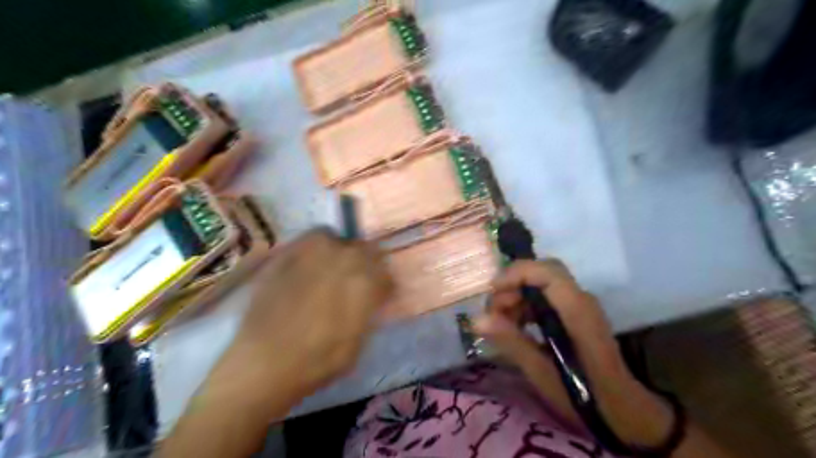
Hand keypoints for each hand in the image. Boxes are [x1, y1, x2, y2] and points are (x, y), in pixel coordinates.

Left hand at [225, 228, 389, 400]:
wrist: (264, 362)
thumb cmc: (318, 361)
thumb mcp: (358, 342)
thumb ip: (368, 311)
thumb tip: (370, 297)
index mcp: (366, 280)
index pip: (385, 272)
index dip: (382, 285)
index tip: (376, 295)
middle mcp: (344, 259)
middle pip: (365, 250)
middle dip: (364, 266)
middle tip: (353, 283)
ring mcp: (314, 251)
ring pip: (337, 239)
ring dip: (339, 253)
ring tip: (329, 271)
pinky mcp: (288, 252)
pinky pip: (310, 240)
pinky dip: (314, 250)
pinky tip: (307, 268)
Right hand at [475, 260, 672, 444]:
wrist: (623, 410)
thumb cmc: (584, 395)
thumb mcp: (543, 373)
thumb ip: (511, 342)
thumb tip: (476, 320)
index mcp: (576, 310)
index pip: (546, 272)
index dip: (516, 273)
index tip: (491, 291)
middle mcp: (580, 299)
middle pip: (541, 273)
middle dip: (512, 286)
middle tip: (494, 313)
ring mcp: (579, 305)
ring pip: (541, 284)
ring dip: (517, 297)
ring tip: (501, 323)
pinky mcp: (575, 314)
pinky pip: (546, 297)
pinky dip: (526, 306)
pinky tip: (516, 327)